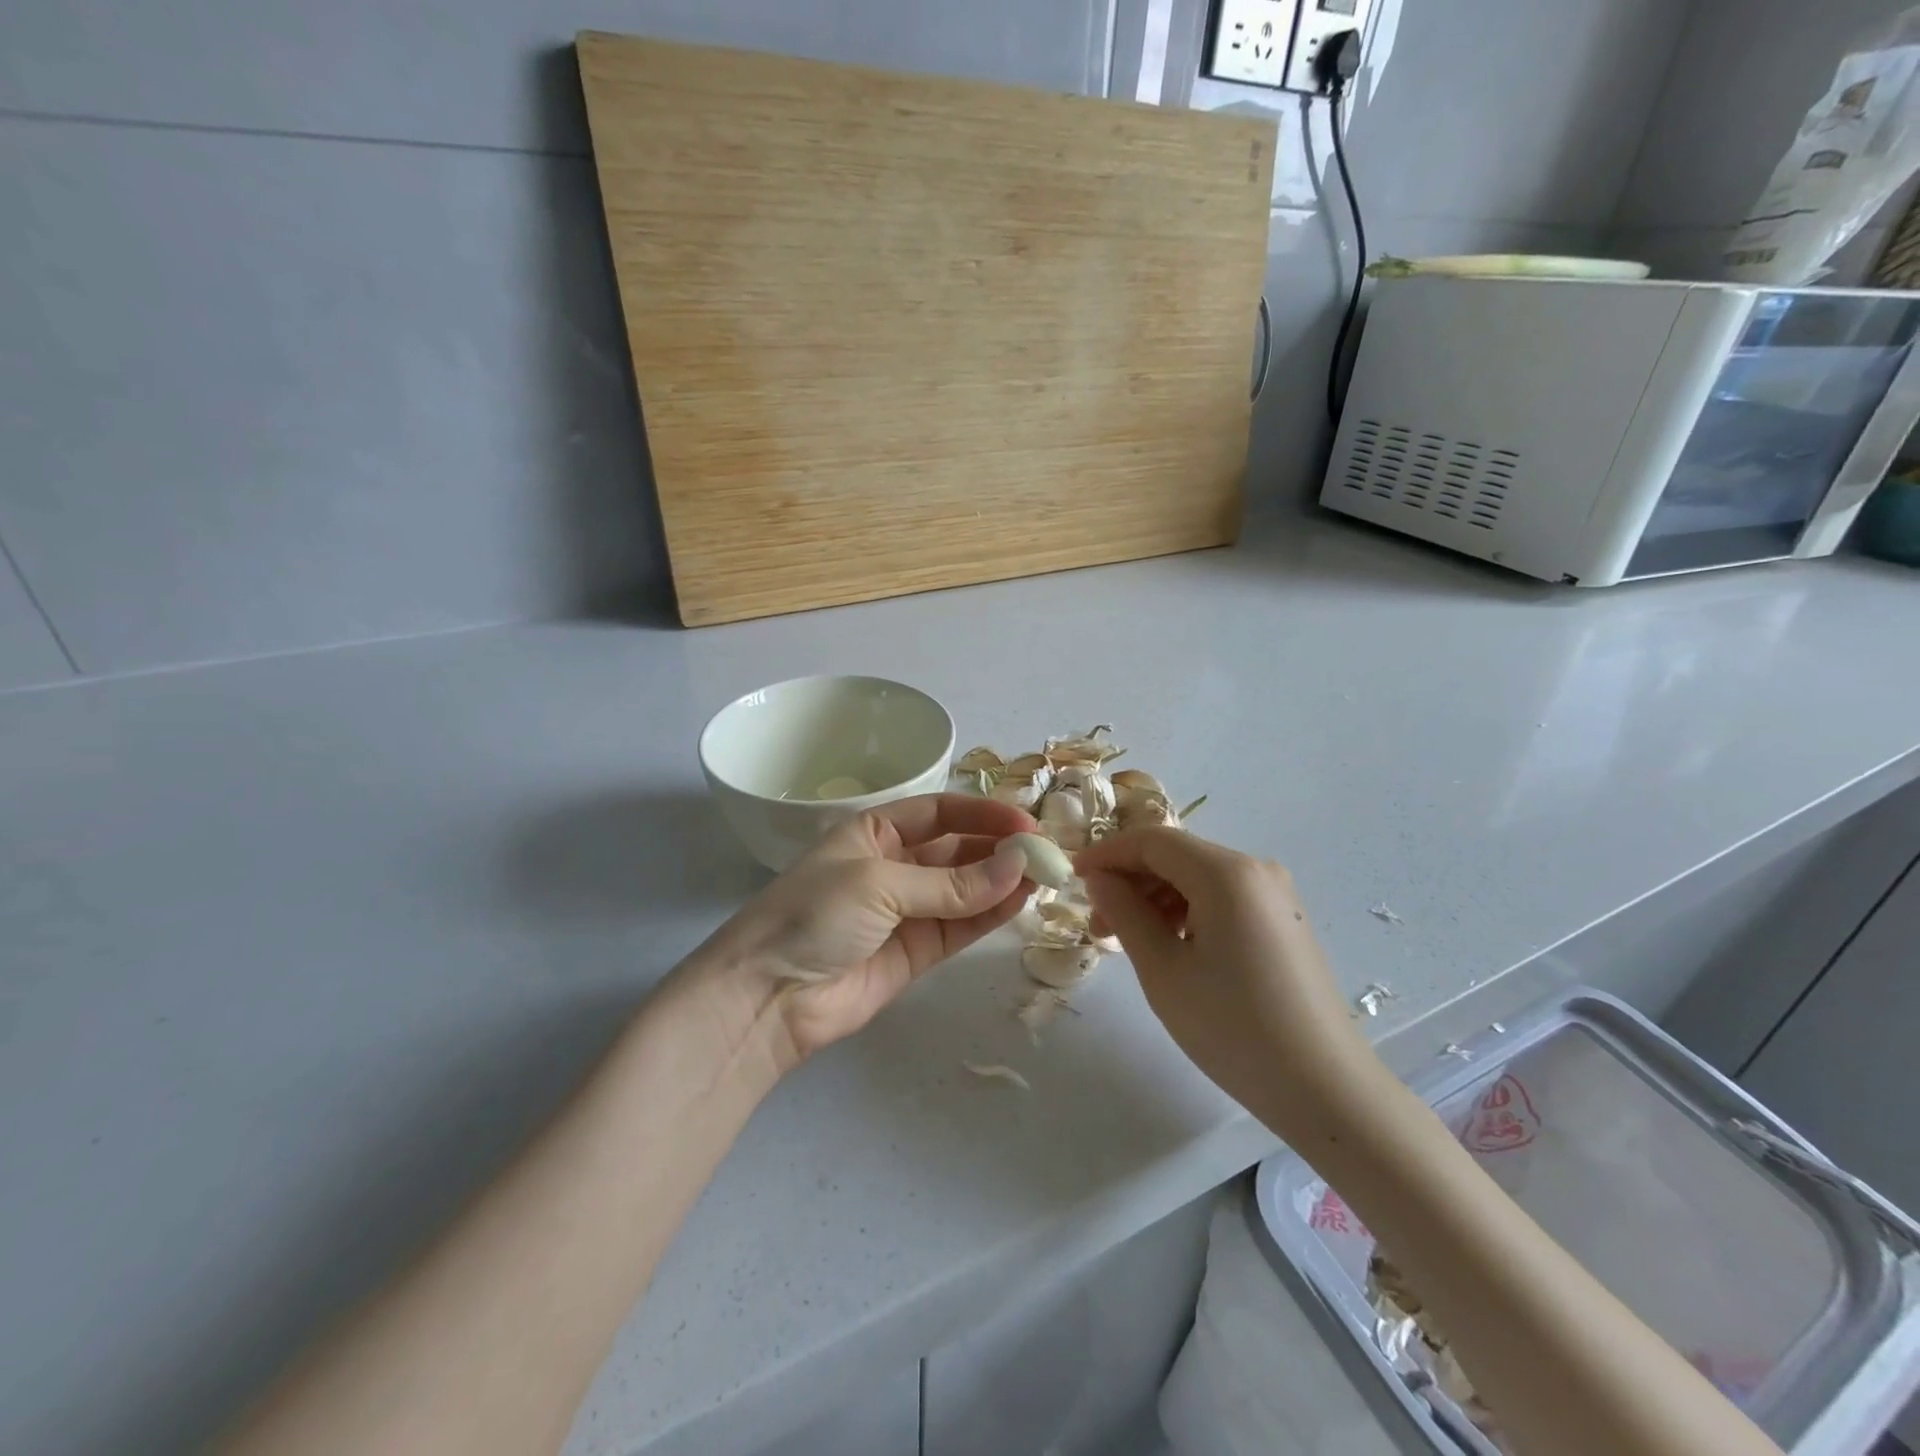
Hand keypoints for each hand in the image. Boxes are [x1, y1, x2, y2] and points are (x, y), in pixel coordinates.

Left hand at [699, 794, 1035, 1070]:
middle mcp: (893, 865)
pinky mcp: (916, 952)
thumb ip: (951, 882)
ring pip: (965, 889)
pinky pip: (961, 925)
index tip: (1025, 823)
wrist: (769, 997)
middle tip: (1044, 852)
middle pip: (956, 849)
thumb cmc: (814, 915)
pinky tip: (1021, 901)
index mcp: (873, 833)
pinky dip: (991, 914)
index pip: (938, 812)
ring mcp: (906, 911)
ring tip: (1044, 875)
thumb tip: (1017, 868)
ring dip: (1002, 881)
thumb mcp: (878, 883)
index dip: (982, 813)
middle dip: (998, 848)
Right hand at [1075, 828, 1377, 1139]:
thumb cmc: (1234, 1029)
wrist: (1326, 1090)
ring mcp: (1274, 895)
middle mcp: (1255, 870)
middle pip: (1176, 856)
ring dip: (1155, 898)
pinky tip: (1170, 946)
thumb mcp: (1163, 971)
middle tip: (1097, 924)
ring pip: (1197, 877)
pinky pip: (1221, 898)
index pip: (1153, 841)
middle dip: (1130, 880)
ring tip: (1128, 941)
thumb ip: (1125, 913)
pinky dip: (1186, 911)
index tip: (1073, 878)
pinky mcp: (1282, 921)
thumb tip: (1099, 879)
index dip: (1107, 853)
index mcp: (1227, 873)